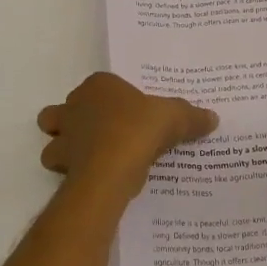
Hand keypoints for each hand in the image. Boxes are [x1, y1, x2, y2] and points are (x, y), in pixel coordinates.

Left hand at [38, 72, 217, 201]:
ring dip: (66, 150)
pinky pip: (62, 170)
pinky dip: (74, 174)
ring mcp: (63, 138)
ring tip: (93, 160)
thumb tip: (213, 118)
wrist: (110, 169)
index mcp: (98, 86)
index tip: (128, 113)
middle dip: (74, 121)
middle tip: (101, 135)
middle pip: (63, 111)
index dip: (111, 98)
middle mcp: (73, 107)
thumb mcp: (175, 118)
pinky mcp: (61, 167)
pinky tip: (96, 180)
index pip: (100, 85)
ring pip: (53, 140)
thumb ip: (192, 117)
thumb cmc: (139, 129)